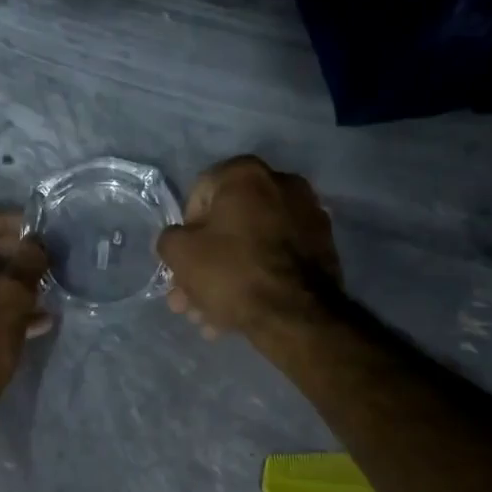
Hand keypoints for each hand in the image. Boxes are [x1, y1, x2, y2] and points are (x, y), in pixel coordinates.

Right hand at [155, 156, 340, 339]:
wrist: (296, 314)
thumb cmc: (232, 272)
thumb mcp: (180, 253)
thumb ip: (169, 239)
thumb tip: (177, 240)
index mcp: (246, 174)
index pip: (198, 195)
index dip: (184, 232)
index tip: (182, 262)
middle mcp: (282, 183)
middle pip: (227, 226)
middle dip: (204, 265)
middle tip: (189, 299)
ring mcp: (307, 216)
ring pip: (251, 247)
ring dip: (225, 279)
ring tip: (208, 317)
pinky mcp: (322, 248)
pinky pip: (276, 260)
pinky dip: (256, 280)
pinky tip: (237, 315)